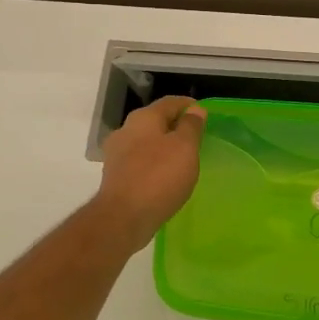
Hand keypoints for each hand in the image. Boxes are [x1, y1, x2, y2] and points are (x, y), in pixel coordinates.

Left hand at [93, 96, 207, 250]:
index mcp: (143, 118)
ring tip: (182, 158)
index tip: (203, 113)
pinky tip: (164, 176)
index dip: (188, 105)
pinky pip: (139, 162)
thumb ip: (191, 126)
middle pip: (155, 121)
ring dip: (163, 146)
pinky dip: (153, 163)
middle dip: (174, 126)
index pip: (170, 102)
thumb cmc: (159, 177)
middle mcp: (125, 130)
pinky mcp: (115, 176)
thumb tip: (195, 109)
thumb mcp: (185, 148)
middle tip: (195, 137)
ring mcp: (116, 154)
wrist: (123, 217)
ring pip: (145, 142)